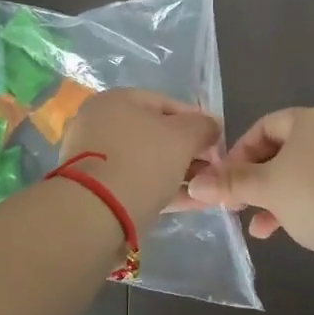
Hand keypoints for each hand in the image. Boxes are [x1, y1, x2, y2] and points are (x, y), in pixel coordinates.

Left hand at [59, 89, 222, 221]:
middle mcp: (101, 124)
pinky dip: (164, 190)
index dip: (197, 121)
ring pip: (148, 162)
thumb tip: (212, 126)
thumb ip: (203, 127)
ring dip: (179, 173)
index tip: (218, 141)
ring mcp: (96, 158)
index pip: (167, 103)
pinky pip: (138, 183)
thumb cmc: (142, 161)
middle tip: (213, 168)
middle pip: (156, 134)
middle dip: (189, 151)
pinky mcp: (97, 190)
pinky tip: (192, 202)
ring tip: (207, 188)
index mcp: (116, 100)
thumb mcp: (183, 137)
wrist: (96, 213)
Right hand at [185, 106, 313, 275]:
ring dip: (276, 198)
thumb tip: (193, 184)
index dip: (239, 153)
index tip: (224, 182)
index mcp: (311, 119)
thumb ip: (231, 183)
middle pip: (283, 150)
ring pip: (302, 172)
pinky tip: (290, 230)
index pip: (264, 126)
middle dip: (256, 180)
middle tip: (238, 206)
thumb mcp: (267, 189)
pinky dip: (303, 204)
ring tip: (259, 228)